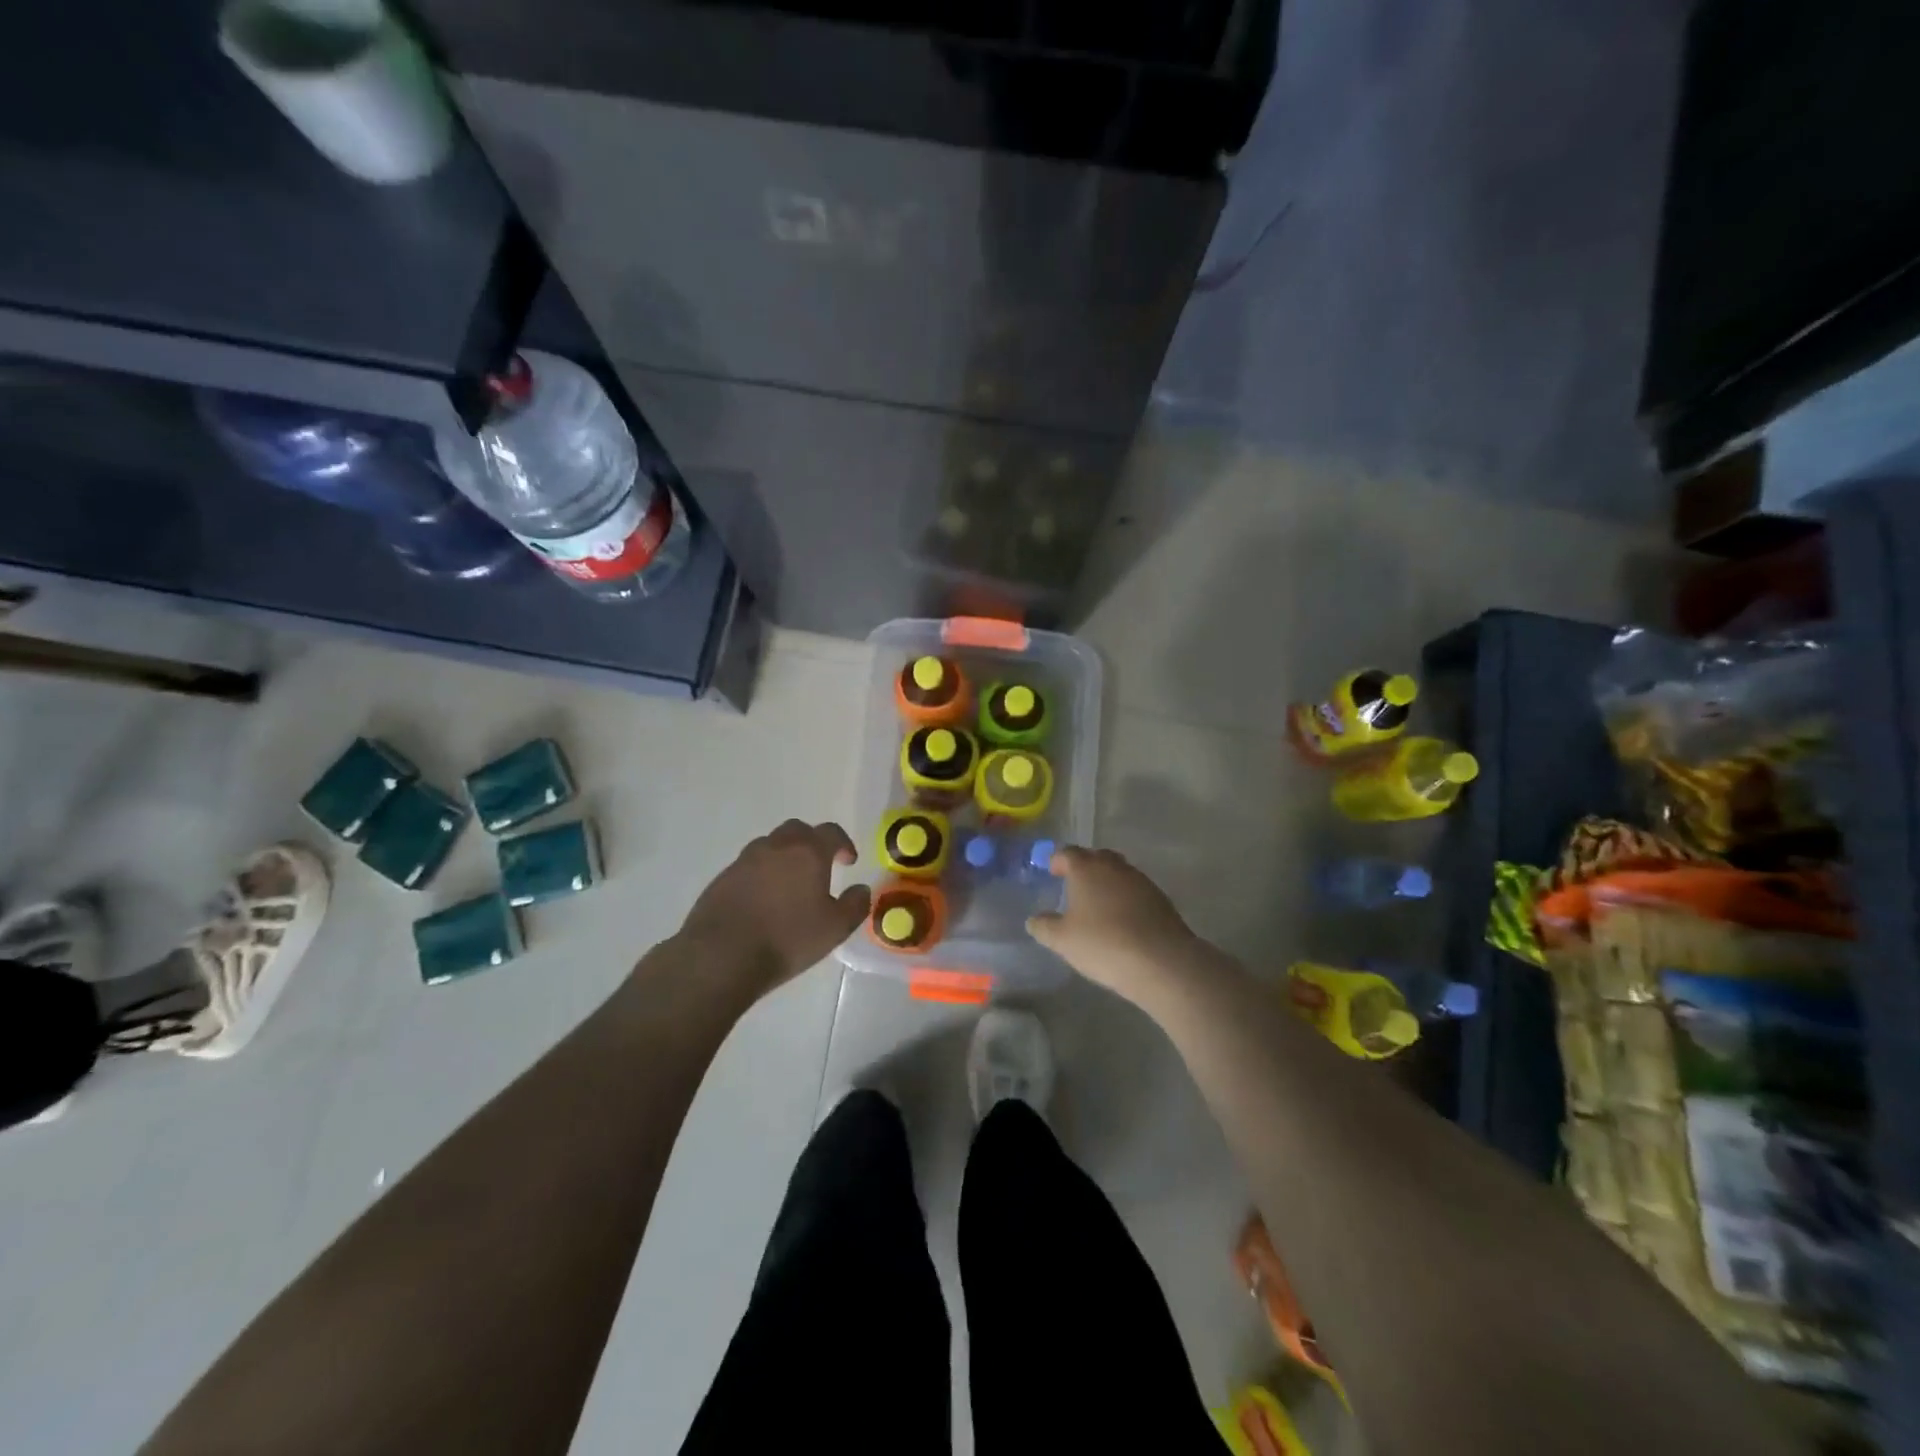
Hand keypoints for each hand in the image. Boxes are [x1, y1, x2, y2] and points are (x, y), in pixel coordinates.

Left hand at [678, 820, 871, 999]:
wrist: (721, 955)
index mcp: (807, 852)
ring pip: (769, 846)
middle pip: (797, 831)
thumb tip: (861, 889)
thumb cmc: (787, 939)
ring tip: (789, 885)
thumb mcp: (835, 928)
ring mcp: (744, 861)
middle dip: (812, 843)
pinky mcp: (722, 879)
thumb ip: (855, 905)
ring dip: (784, 857)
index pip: (831, 832)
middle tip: (819, 866)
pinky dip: (761, 875)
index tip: (848, 861)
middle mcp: (775, 847)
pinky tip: (762, 901)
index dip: (844, 843)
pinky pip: (748, 867)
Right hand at [1026, 846, 1204, 1003]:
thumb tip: (1034, 919)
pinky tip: (1121, 919)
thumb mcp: (1062, 940)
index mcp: (1087, 868)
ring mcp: (1141, 880)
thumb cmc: (1103, 944)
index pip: (1068, 853)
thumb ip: (1044, 926)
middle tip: (1074, 885)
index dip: (1057, 861)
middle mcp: (1114, 867)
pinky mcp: (1160, 899)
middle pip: (1096, 857)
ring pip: (1118, 872)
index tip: (1051, 871)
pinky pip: (1135, 890)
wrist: (1162, 961)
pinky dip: (1125, 898)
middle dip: (1084, 867)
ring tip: (1097, 904)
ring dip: (1107, 882)